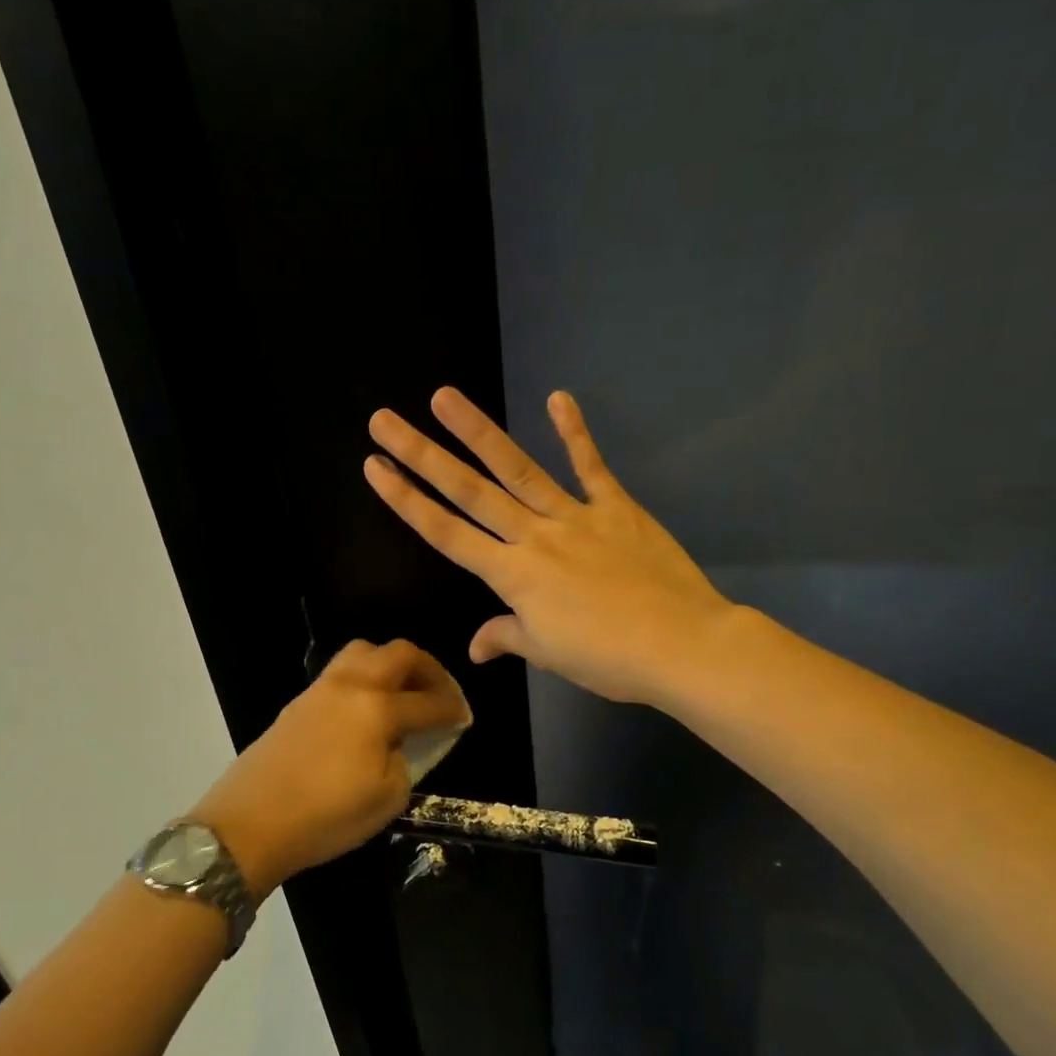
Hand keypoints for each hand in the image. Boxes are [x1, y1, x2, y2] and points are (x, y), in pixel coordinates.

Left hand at [186, 639, 469, 896]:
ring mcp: (320, 690)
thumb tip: (400, 745)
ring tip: (402, 693)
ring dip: (391, 664)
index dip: (453, 709)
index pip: (428, 701)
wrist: (249, 824)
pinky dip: (364, 677)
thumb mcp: (386, 799)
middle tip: (439, 694)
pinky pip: (340, 671)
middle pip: (399, 654)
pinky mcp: (298, 702)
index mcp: (377, 709)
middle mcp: (351, 686)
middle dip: (428, 670)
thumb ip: (405, 762)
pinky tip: (367, 708)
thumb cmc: (325, 817)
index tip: (464, 719)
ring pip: (364, 652)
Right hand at [365, 387, 735, 705]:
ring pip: (517, 469)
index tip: (375, 468)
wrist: (680, 644)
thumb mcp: (548, 653)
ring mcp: (575, 516)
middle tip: (384, 420)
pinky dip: (574, 433)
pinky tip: (557, 397)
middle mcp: (534, 536)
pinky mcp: (616, 507)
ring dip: (478, 431)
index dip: (407, 501)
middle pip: (469, 491)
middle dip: (422, 455)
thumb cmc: (608, 658)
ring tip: (444, 397)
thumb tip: (477, 646)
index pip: (447, 533)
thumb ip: (507, 636)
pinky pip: (590, 466)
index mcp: (513, 576)